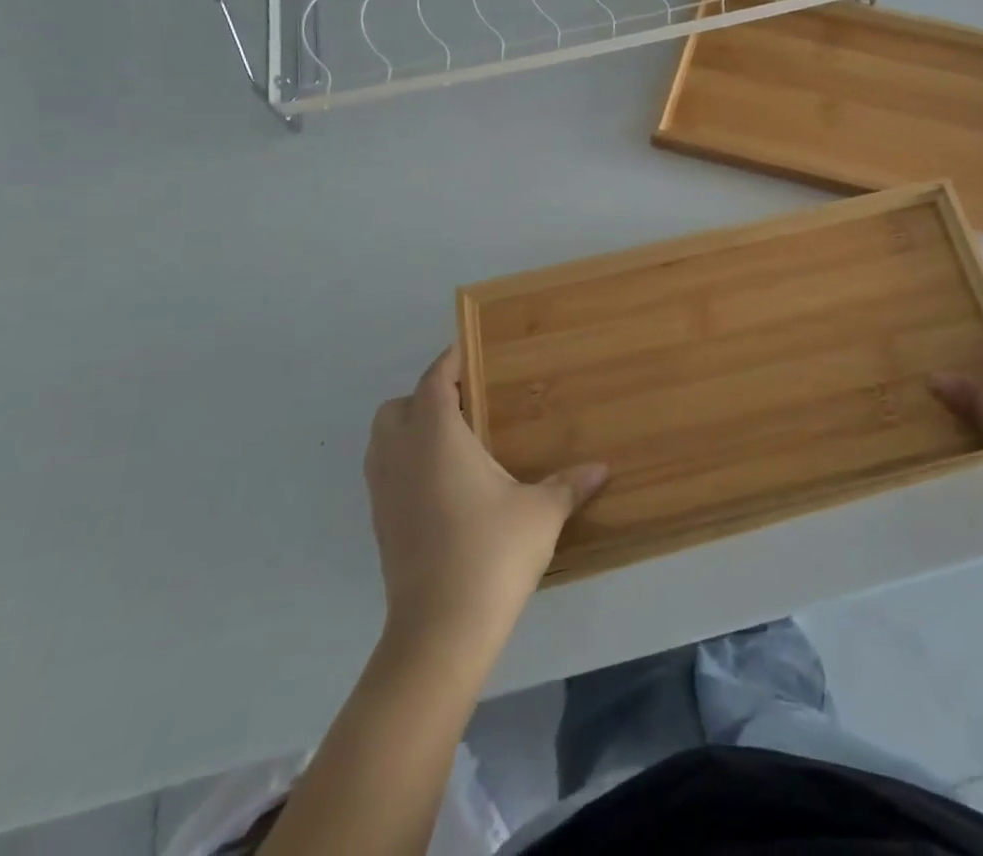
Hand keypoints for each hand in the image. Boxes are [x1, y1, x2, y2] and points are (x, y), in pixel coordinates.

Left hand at [365, 348, 606, 648]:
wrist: (440, 630)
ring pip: (383, 441)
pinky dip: (405, 463)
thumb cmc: (492, 552)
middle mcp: (402, 455)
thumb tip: (603, 469)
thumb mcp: (542, 513)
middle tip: (464, 403)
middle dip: (425, 396)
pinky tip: (442, 484)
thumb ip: (569, 484)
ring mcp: (385, 492)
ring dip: (409, 429)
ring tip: (452, 440)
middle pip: (398, 406)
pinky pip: (385, 473)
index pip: (435, 381)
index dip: (450, 361)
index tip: (469, 351)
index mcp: (436, 437)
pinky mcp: (380, 524)